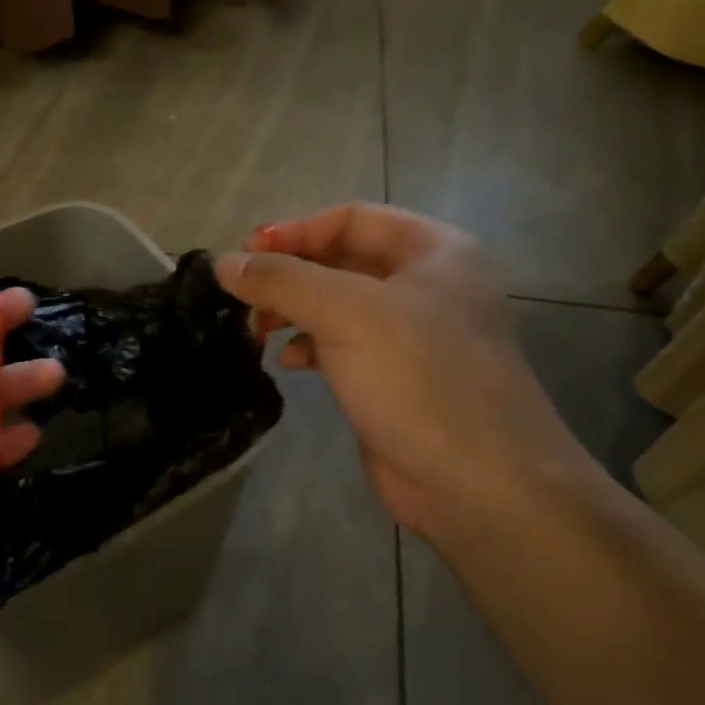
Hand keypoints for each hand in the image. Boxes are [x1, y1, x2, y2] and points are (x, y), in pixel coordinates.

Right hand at [216, 204, 589, 540]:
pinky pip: (343, 346)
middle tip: (243, 294)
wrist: (481, 485)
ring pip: (338, 305)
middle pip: (342, 260)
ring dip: (293, 311)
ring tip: (256, 330)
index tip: (246, 255)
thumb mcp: (347, 314)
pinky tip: (287, 362)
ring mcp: (413, 336)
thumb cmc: (420, 379)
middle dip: (290, 274)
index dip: (296, 231)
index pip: (352, 218)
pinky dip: (309, 346)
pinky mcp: (396, 379)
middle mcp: (427, 286)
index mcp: (434, 252)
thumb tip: (222, 263)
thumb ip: (282, 281)